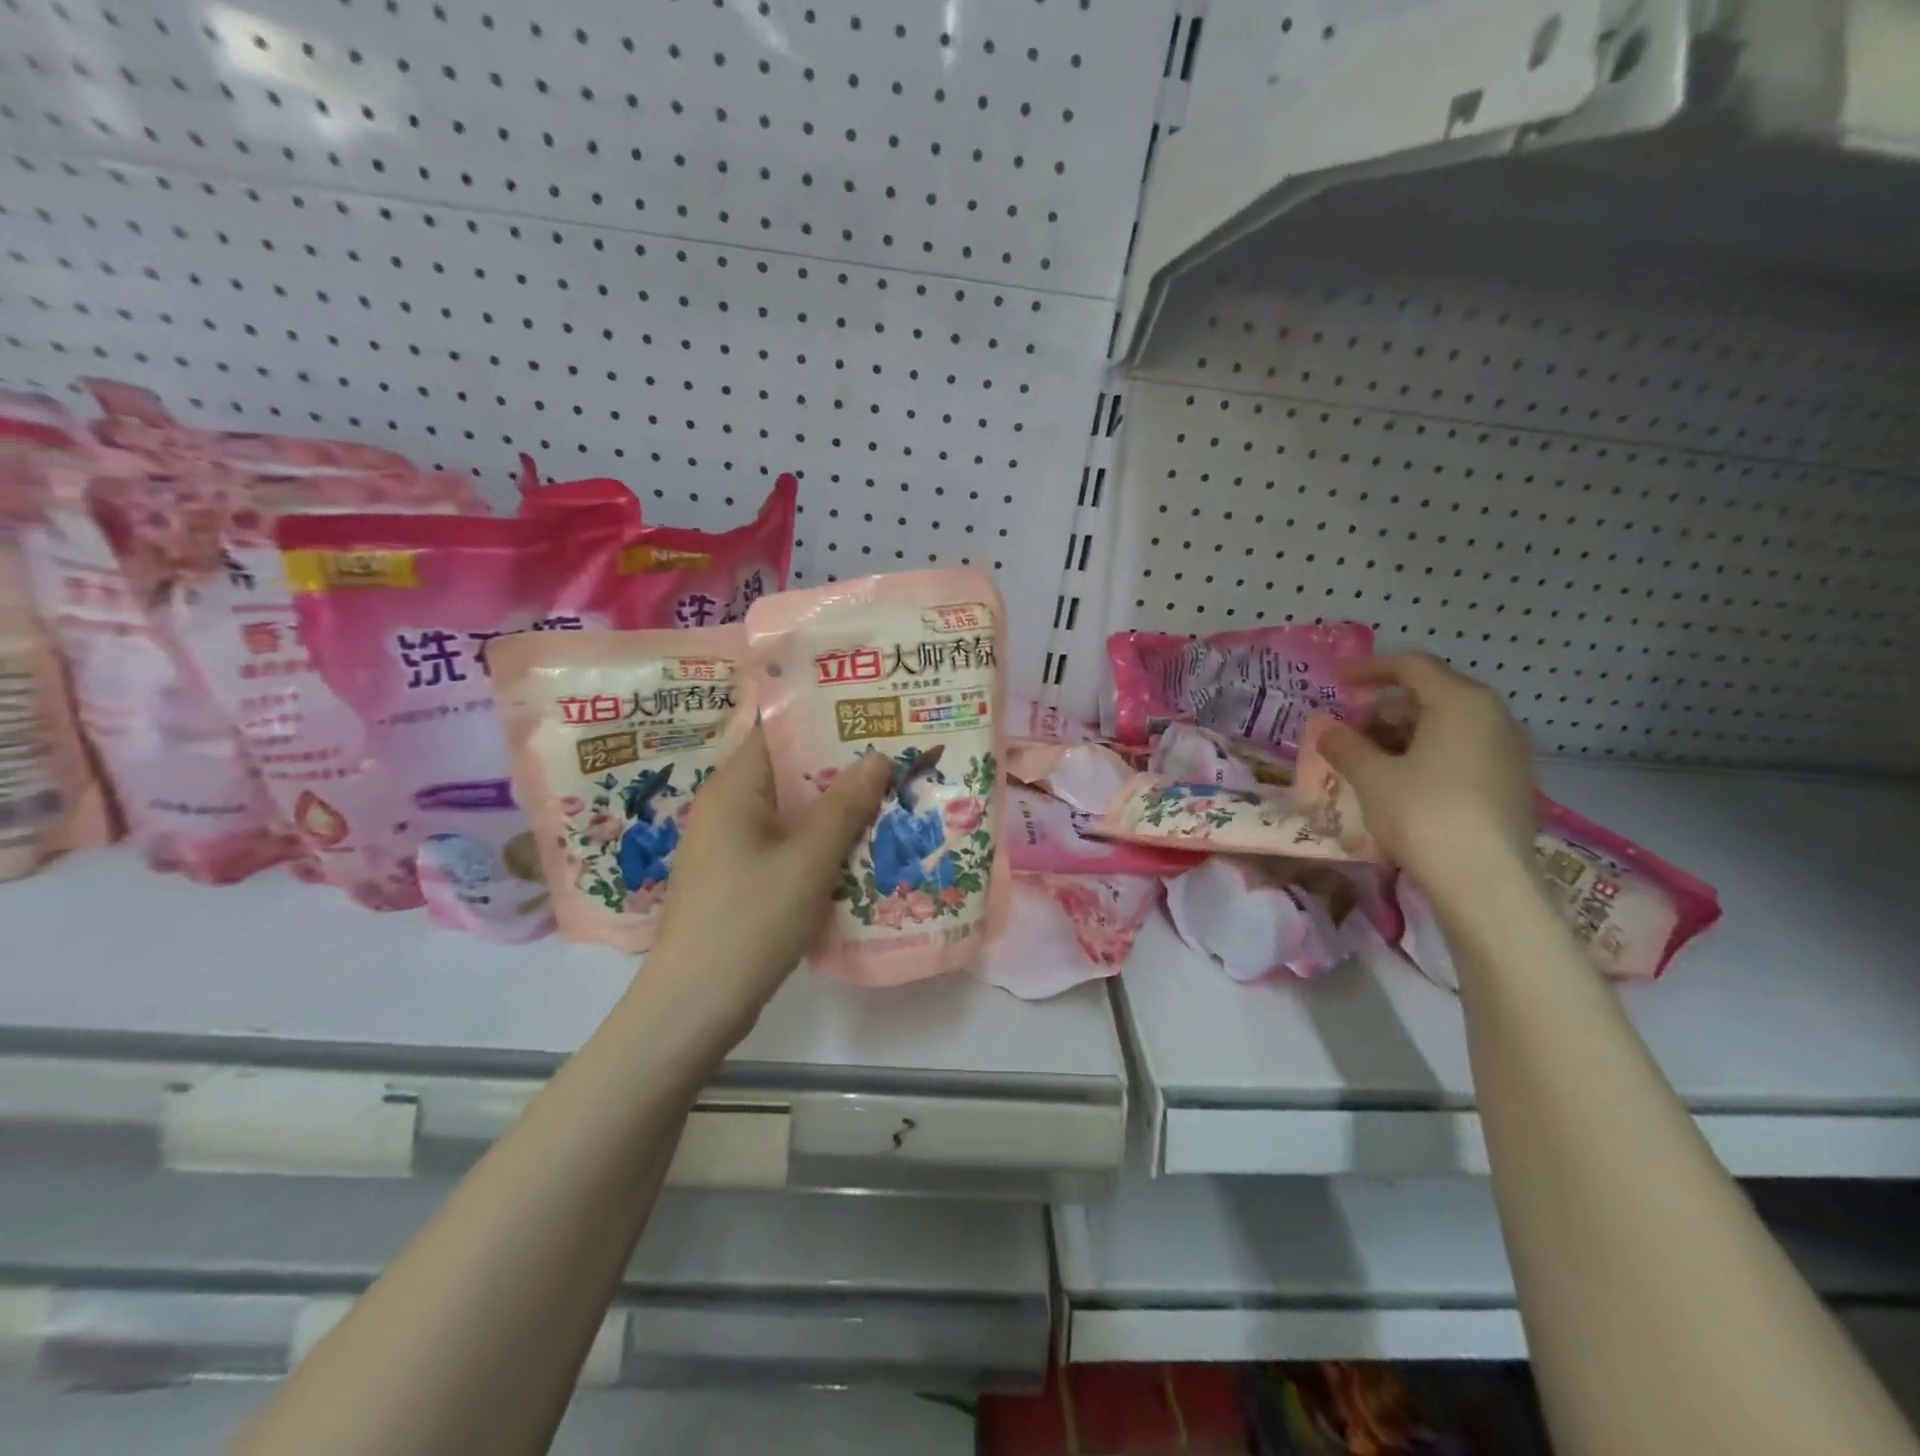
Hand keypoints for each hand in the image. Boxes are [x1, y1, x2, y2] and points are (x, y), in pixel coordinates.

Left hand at [642, 728, 891, 1047]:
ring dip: (833, 806)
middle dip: (839, 765)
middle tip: (893, 756)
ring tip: (887, 795)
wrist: (694, 1006)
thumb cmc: (750, 921)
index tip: (870, 715)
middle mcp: (726, 808)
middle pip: (787, 771)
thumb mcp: (807, 862)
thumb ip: (844, 807)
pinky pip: (784, 843)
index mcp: (733, 790)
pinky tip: (857, 847)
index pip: (776, 732)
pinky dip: (818, 840)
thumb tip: (877, 757)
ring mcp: (730, 845)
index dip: (822, 719)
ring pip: (789, 811)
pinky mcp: (738, 878)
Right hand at [1315, 653, 1536, 899]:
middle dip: (1382, 711)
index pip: (1411, 667)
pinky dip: (1426, 758)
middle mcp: (1493, 718)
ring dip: (1402, 737)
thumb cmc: (1423, 814)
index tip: (1338, 681)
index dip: (1370, 669)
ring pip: (1446, 729)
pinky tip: (1400, 786)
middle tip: (1347, 733)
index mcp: (1461, 703)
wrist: (1486, 881)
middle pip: (1430, 697)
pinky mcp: (1510, 785)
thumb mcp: (1371, 776)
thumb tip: (1326, 729)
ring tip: (1367, 763)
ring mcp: (1508, 752)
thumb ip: (1345, 745)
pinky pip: (1461, 754)